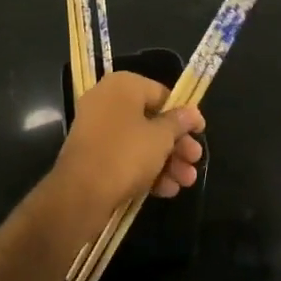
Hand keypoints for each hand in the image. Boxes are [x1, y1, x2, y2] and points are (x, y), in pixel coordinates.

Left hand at [47, 71, 204, 228]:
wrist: (80, 194)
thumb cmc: (126, 154)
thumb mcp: (161, 137)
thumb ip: (179, 123)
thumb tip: (191, 113)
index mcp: (123, 86)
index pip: (162, 94)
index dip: (184, 114)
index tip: (200, 132)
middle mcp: (107, 101)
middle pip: (152, 120)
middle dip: (177, 144)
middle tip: (195, 161)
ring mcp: (97, 129)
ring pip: (140, 141)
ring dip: (166, 161)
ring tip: (186, 182)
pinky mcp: (93, 156)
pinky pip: (125, 157)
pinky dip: (146, 170)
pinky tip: (167, 190)